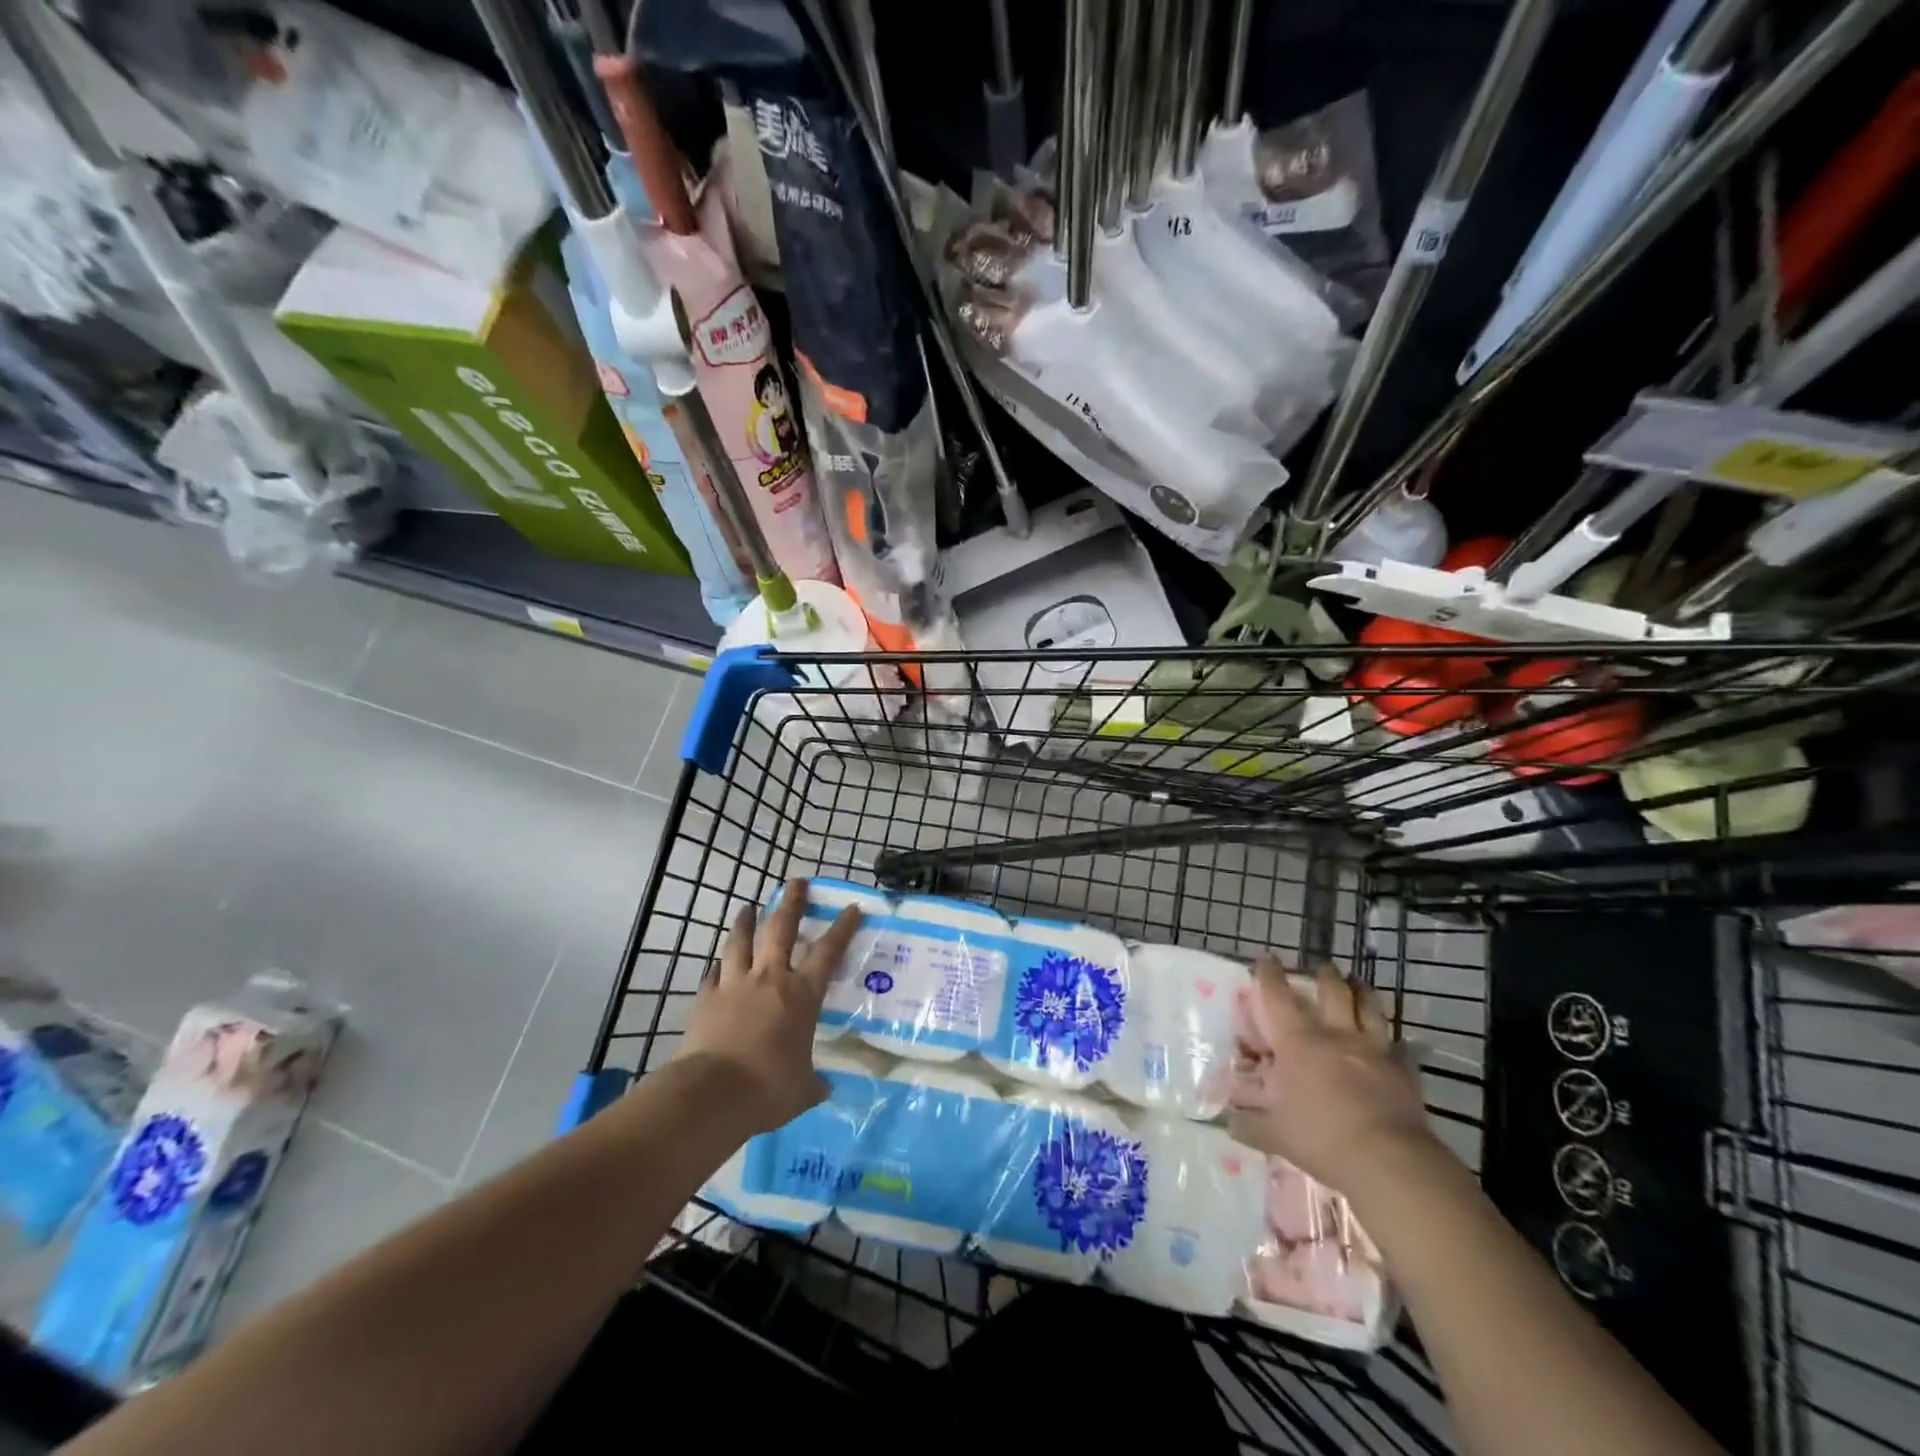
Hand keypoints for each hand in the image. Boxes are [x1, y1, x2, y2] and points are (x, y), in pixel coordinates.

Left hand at [680, 879, 862, 1134]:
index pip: (828, 952)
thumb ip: (813, 1083)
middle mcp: (771, 979)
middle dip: (792, 902)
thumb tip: (823, 1088)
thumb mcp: (802, 1090)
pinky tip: (718, 964)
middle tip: (796, 882)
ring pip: (741, 942)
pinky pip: (714, 973)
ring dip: (746, 922)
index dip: (842, 928)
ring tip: (748, 907)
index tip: (851, 908)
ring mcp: (735, 984)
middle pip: (782, 929)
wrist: (713, 1093)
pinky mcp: (707, 998)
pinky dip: (719, 966)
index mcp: (802, 995)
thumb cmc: (769, 1088)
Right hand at [1225, 955, 1436, 1194]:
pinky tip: (1394, 1044)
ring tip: (1358, 984)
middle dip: (1325, 976)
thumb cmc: (1322, 1138)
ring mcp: (1374, 1051)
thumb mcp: (1275, 1134)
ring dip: (1362, 992)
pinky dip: (1393, 1042)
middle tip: (1323, 968)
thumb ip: (1248, 1124)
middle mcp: (1336, 1035)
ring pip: (1369, 1008)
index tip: (1266, 957)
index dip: (1269, 974)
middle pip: (1333, 991)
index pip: (1278, 996)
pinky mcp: (1404, 1072)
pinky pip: (1399, 1048)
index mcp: (1298, 1042)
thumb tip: (1227, 1121)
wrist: (1389, 1161)